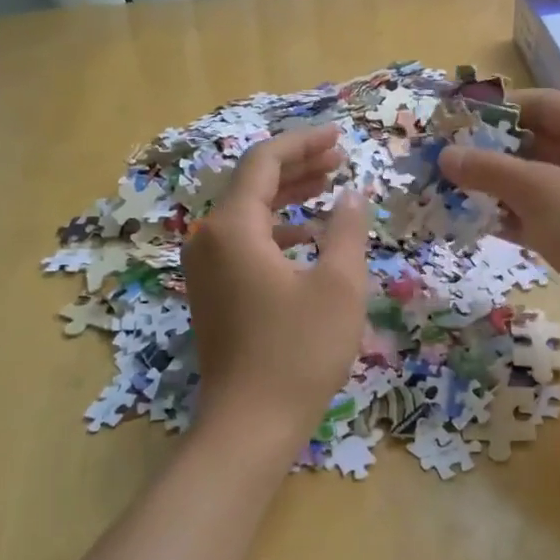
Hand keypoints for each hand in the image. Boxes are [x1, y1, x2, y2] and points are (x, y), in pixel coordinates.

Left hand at [183, 127, 370, 448]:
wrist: (250, 425)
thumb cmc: (299, 351)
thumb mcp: (339, 285)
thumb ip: (347, 230)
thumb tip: (352, 196)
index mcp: (232, 228)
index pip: (263, 162)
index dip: (303, 142)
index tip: (340, 135)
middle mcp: (209, 240)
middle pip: (253, 184)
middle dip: (298, 166)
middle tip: (340, 157)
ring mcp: (207, 269)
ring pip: (250, 214)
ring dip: (290, 197)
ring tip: (332, 187)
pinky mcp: (214, 293)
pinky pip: (246, 243)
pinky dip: (279, 231)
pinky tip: (312, 237)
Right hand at [438, 90, 559, 356]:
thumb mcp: (538, 189)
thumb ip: (488, 169)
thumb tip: (445, 155)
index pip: (540, 104)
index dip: (497, 109)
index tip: (454, 121)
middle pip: (535, 142)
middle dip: (489, 151)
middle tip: (443, 160)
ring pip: (534, 182)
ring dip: (494, 186)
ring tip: (447, 191)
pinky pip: (538, 214)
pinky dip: (510, 216)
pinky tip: (473, 222)